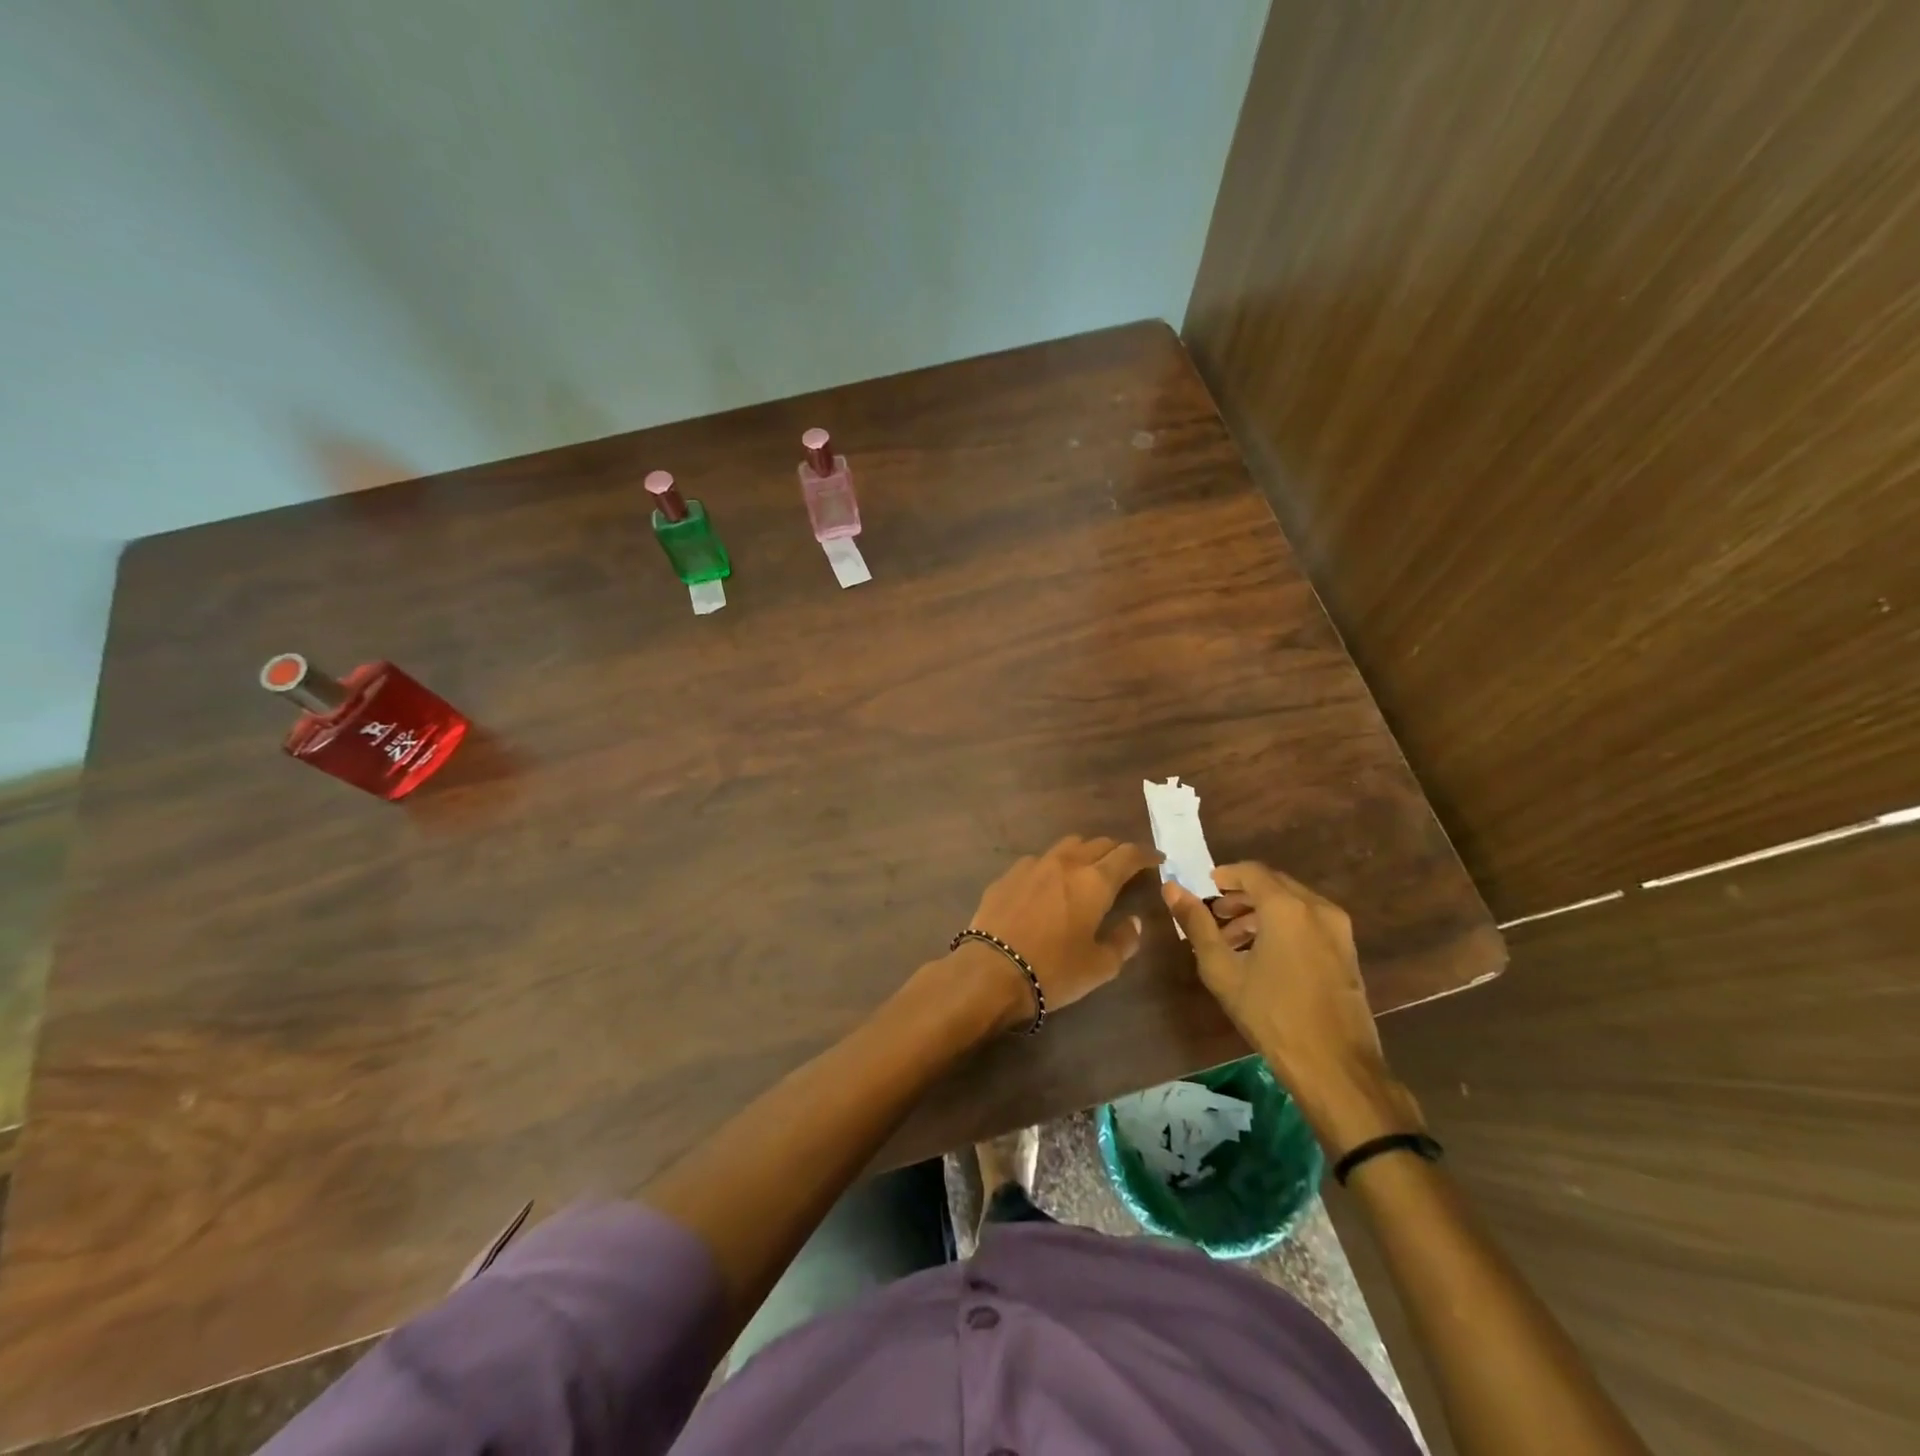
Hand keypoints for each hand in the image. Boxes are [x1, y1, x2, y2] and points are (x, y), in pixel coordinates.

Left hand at [963, 836, 1161, 1025]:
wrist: (991, 970)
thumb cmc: (1053, 970)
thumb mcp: (1100, 966)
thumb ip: (1123, 941)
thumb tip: (1134, 922)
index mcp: (1094, 882)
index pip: (1128, 855)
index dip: (1146, 855)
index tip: (1157, 860)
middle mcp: (1065, 863)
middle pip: (1098, 844)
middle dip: (1116, 851)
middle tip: (1125, 867)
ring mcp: (1033, 865)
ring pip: (1067, 845)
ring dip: (1084, 852)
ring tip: (1088, 870)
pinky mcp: (1008, 875)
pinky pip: (1039, 860)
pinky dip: (1053, 866)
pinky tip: (1050, 885)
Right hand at [1162, 862, 1423, 1153]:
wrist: (1335, 1066)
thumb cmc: (1271, 1014)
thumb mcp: (1222, 970)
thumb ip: (1197, 924)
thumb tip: (1172, 889)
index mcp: (1287, 907)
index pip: (1252, 871)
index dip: (1225, 875)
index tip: (1204, 889)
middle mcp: (1317, 908)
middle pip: (1274, 885)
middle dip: (1242, 896)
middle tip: (1215, 916)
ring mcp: (1338, 931)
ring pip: (1293, 904)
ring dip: (1261, 913)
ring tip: (1234, 941)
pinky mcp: (1347, 952)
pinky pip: (1309, 923)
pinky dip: (1283, 926)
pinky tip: (1264, 957)